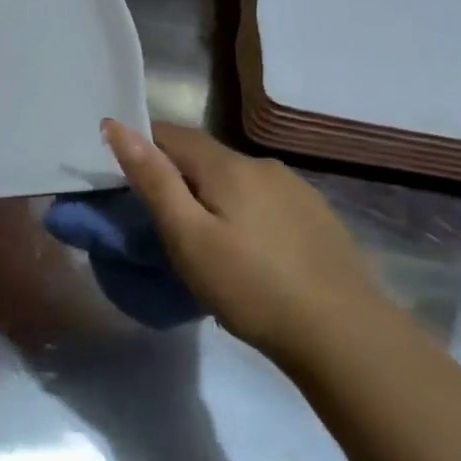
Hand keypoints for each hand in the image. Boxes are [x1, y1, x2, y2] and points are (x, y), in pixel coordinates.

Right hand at [101, 119, 381, 353]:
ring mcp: (296, 189)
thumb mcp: (188, 237)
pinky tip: (251, 253)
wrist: (343, 334)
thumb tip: (117, 126)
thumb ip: (153, 180)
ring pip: (237, 181)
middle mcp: (264, 165)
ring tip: (207, 243)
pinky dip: (245, 214)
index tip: (124, 178)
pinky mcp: (317, 216)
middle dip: (178, 177)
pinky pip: (265, 201)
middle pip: (206, 157)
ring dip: (214, 197)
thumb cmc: (251, 287)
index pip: (171, 134)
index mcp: (228, 166)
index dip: (143, 146)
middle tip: (162, 222)